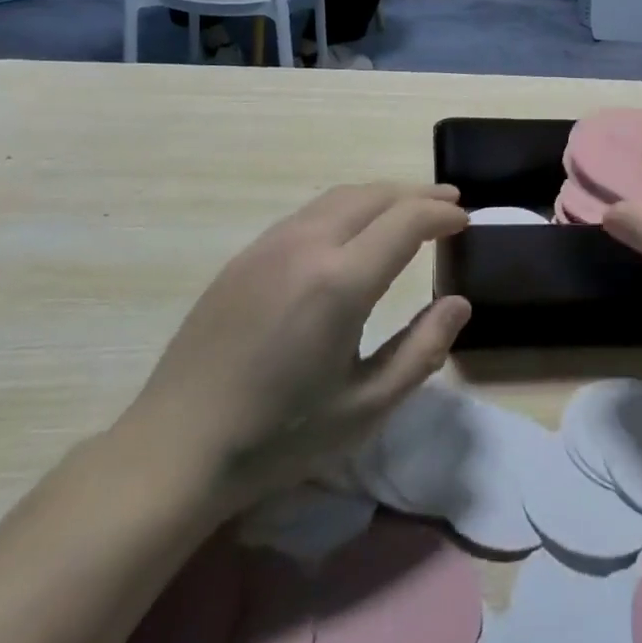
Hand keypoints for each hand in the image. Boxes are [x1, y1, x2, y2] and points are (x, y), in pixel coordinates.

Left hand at [114, 183, 469, 518]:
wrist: (175, 448)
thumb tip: (459, 303)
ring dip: (382, 196)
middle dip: (418, 194)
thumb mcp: (365, 407)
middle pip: (375, 195)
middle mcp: (307, 245)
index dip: (442, 213)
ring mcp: (270, 244)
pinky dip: (347, 208)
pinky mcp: (246, 254)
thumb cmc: (279, 436)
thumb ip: (422, 350)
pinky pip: (309, 213)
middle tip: (449, 204)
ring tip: (408, 208)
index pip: (407, 220)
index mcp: (340, 281)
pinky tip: (353, 231)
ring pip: (340, 197)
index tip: (465, 220)